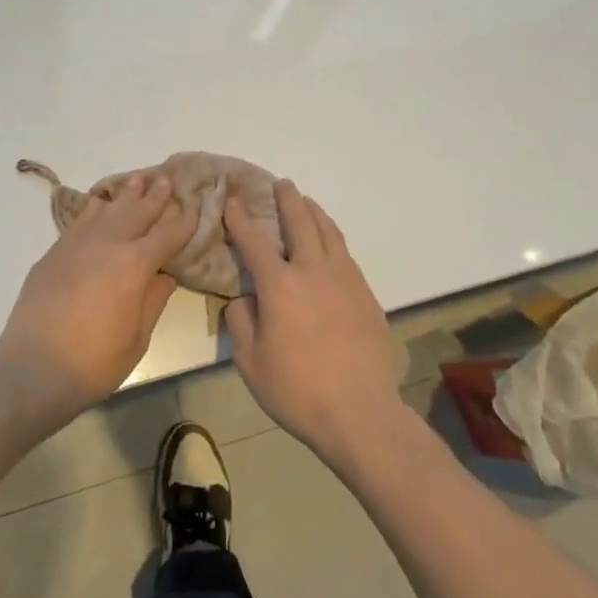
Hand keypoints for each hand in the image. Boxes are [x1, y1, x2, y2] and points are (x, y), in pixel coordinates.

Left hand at [0, 174, 194, 429]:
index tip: (195, 207)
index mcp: (135, 265)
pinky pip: (80, 219)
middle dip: (156, 196)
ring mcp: (78, 243)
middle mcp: (108, 244)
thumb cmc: (94, 362)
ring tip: (138, 179)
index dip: (184, 222)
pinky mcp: (55, 251)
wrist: (33, 368)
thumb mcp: (137, 339)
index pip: (167, 236)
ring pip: (107, 208)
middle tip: (167, 179)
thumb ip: (153, 301)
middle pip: (138, 212)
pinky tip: (100, 202)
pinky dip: (95, 207)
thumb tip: (165, 275)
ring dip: (126, 194)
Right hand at [224, 180, 402, 464]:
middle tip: (281, 184)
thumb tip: (244, 299)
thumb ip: (241, 323)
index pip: (254, 241)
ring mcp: (344, 280)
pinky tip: (329, 243)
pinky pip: (345, 254)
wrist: (361, 414)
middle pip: (300, 222)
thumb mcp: (251, 363)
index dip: (240, 219)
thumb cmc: (297, 391)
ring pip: (329, 232)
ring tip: (306, 203)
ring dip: (314, 212)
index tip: (231, 200)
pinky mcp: (366, 294)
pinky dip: (333, 238)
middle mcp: (312, 271)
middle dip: (287, 199)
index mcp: (279, 285)